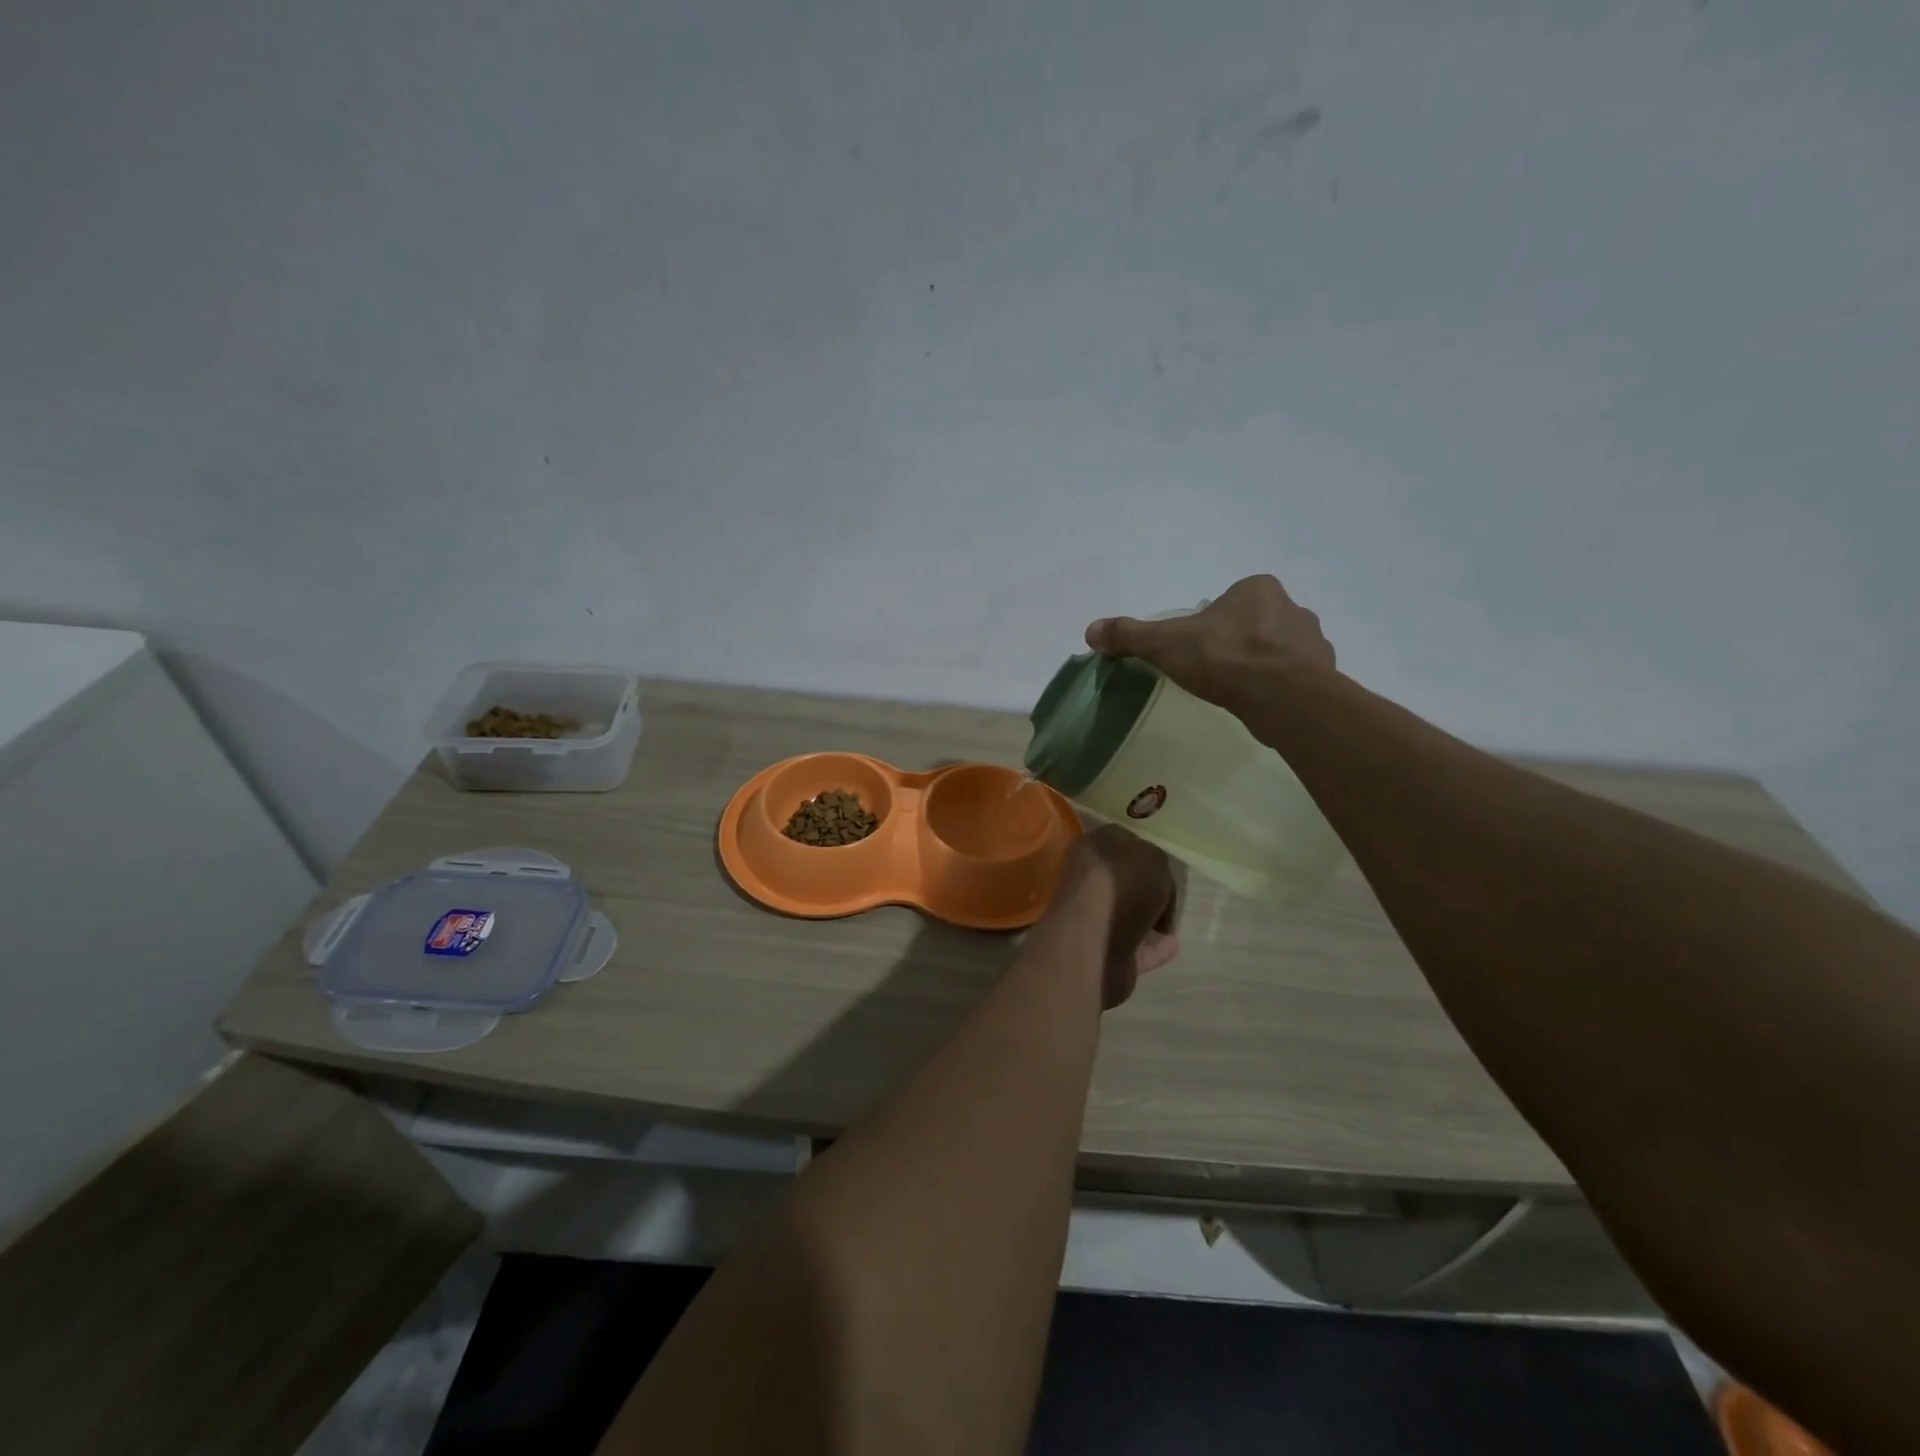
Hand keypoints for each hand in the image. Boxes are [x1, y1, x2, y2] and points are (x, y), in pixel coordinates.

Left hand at [1050, 825, 1180, 1008]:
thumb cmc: (1120, 886)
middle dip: (1147, 887)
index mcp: (1091, 849)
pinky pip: (1135, 947)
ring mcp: (1092, 918)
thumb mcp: (1151, 857)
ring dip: (1149, 918)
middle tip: (1170, 896)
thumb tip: (1154, 882)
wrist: (1093, 942)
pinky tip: (1173, 945)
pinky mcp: (1102, 952)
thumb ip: (1156, 862)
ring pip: (1127, 914)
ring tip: (1172, 923)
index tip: (1164, 864)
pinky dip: (1153, 947)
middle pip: (1123, 880)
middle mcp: (1087, 881)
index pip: (1119, 841)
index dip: (1144, 850)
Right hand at [1085, 574, 1335, 707]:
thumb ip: (1130, 635)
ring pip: (1280, 650)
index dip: (1211, 625)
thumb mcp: (1166, 643)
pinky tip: (1262, 704)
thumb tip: (1090, 630)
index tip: (1198, 649)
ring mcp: (1314, 641)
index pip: (1229, 602)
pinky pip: (1298, 677)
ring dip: (1263, 665)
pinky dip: (1281, 687)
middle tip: (1215, 671)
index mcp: (1257, 589)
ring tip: (1240, 691)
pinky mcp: (1326, 674)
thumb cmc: (1224, 658)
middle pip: (1256, 623)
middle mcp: (1292, 607)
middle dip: (1239, 643)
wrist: (1282, 696)